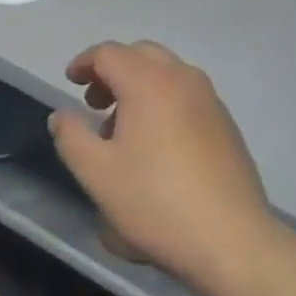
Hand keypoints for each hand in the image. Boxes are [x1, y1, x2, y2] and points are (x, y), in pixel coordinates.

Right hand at [49, 42, 272, 291]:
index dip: (84, 63)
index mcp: (148, 82)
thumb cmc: (155, 203)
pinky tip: (156, 144)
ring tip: (122, 128)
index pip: (109, 53)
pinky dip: (163, 100)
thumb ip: (71, 136)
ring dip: (139, 85)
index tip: (70, 82)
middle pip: (140, 54)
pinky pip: (187, 94)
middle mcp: (182, 79)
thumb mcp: (96, 173)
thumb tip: (63, 115)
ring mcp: (210, 100)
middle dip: (113, 70)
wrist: (232, 242)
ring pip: (167, 73)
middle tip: (95, 102)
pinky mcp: (226, 124)